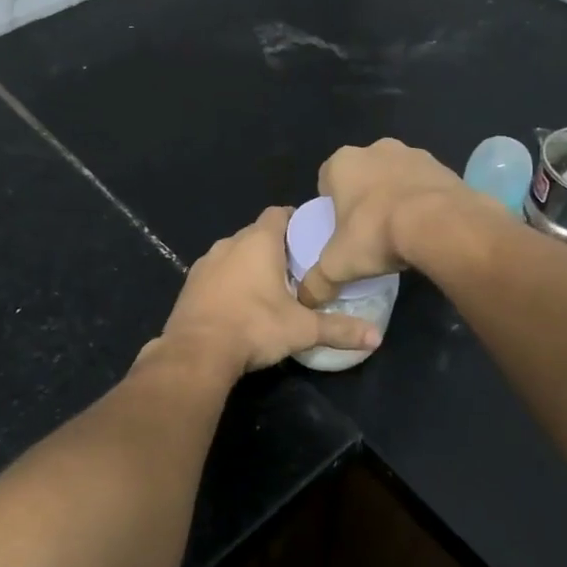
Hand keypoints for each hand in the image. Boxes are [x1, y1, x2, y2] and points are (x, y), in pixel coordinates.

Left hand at [156, 207, 382, 376]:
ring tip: (270, 288)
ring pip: (234, 254)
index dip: (295, 220)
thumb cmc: (254, 327)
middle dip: (275, 247)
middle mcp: (229, 244)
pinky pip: (216, 274)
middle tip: (297, 268)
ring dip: (250, 265)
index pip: (279, 213)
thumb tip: (376, 337)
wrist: (196, 353)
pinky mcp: (190, 285)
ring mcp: (205, 263)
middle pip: (257, 234)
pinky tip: (240, 305)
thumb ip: (339, 329)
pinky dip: (229, 282)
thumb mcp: (303, 330)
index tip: (310, 237)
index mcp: (258, 241)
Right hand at [297, 139, 491, 306]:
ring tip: (401, 232)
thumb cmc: (376, 233)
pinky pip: (426, 186)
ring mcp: (415, 154)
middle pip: (363, 175)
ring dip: (396, 197)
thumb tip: (307, 299)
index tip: (339, 229)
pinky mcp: (445, 167)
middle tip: (369, 232)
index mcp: (343, 162)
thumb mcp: (337, 265)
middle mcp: (377, 149)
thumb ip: (316, 282)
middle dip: (365, 198)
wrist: (440, 224)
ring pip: (397, 177)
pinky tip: (427, 228)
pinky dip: (425, 202)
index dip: (331, 204)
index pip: (327, 179)